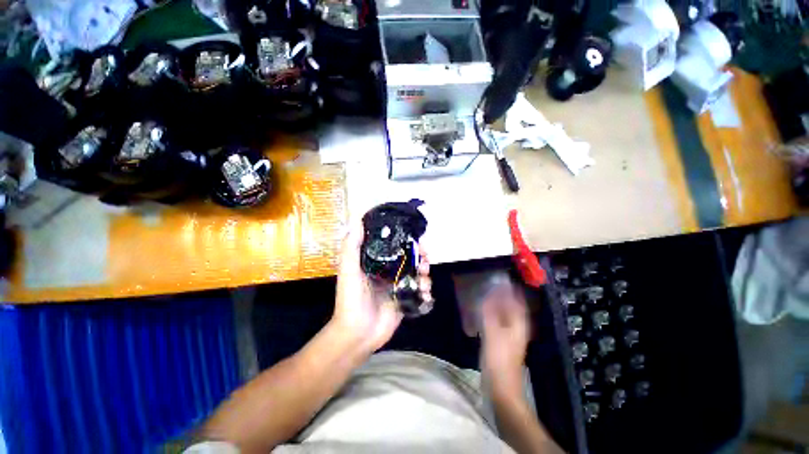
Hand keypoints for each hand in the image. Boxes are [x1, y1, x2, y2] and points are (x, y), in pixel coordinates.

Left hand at [331, 220, 431, 354]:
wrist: (357, 332)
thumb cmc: (351, 299)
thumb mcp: (348, 270)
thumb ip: (351, 246)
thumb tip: (358, 220)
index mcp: (377, 262)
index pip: (395, 246)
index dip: (406, 239)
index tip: (416, 236)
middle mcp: (389, 271)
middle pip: (410, 258)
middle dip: (421, 255)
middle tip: (425, 255)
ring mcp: (399, 286)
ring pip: (418, 272)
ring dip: (425, 272)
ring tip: (424, 277)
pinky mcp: (406, 300)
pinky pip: (421, 290)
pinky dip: (426, 290)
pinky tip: (424, 292)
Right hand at [481, 280, 529, 397]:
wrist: (501, 387)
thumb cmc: (499, 360)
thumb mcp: (492, 334)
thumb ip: (489, 314)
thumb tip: (488, 295)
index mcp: (518, 325)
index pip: (518, 302)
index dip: (512, 290)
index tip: (501, 279)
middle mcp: (517, 328)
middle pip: (512, 307)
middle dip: (503, 295)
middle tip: (489, 284)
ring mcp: (509, 336)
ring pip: (504, 315)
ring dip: (496, 304)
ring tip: (484, 294)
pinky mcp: (501, 342)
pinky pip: (497, 322)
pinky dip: (491, 314)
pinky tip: (482, 312)